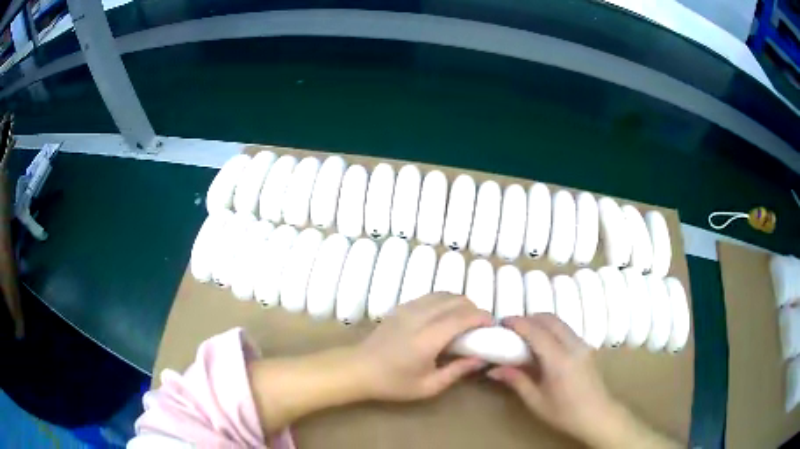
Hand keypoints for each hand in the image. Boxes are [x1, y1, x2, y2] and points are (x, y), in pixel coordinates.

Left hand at [355, 293, 493, 400]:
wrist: (359, 369)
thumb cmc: (393, 382)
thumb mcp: (429, 386)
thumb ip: (458, 371)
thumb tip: (482, 358)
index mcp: (428, 338)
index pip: (463, 317)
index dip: (482, 317)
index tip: (492, 326)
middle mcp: (420, 317)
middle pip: (456, 300)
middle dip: (474, 309)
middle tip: (479, 327)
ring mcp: (408, 308)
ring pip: (443, 294)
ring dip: (459, 303)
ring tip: (464, 321)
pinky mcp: (401, 306)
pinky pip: (430, 296)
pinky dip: (444, 301)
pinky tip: (444, 317)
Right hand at [487, 314, 616, 444]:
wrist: (597, 415)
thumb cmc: (564, 413)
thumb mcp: (536, 401)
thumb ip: (516, 380)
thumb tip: (493, 369)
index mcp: (559, 360)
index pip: (536, 332)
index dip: (518, 323)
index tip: (501, 322)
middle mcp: (573, 346)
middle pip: (550, 319)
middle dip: (529, 318)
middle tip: (511, 328)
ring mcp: (582, 345)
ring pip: (559, 322)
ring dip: (540, 322)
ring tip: (524, 335)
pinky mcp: (586, 348)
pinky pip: (566, 329)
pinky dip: (551, 329)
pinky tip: (542, 344)